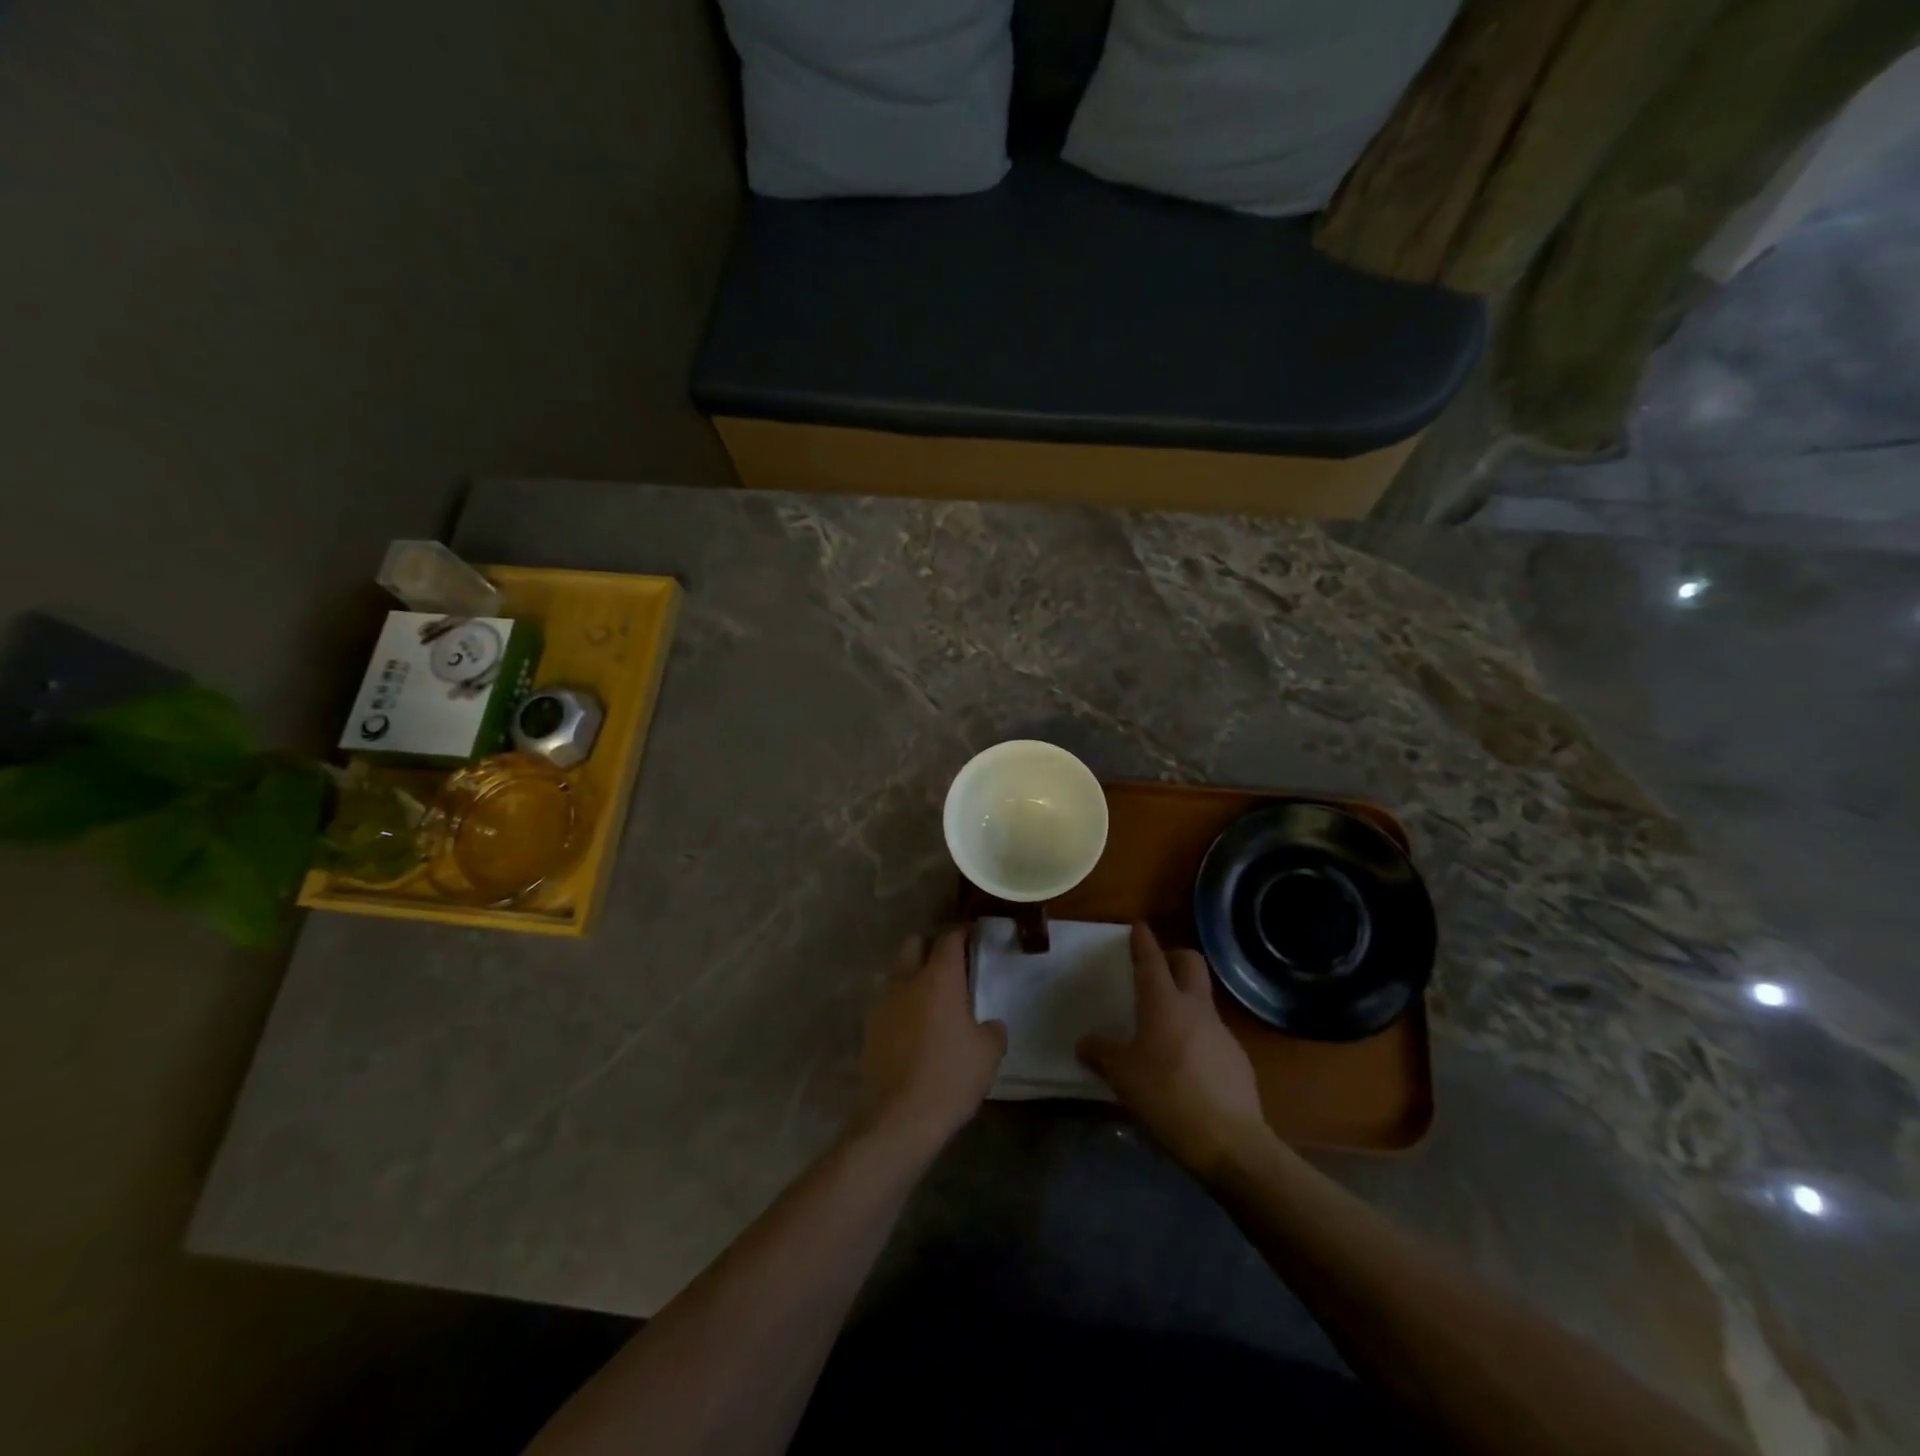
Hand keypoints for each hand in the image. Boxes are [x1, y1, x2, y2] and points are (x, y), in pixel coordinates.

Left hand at [852, 928, 1005, 1157]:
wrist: (898, 1118)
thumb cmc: (950, 1077)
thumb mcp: (988, 1053)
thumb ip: (992, 1029)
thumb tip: (990, 1024)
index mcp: (939, 978)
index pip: (949, 938)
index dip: (961, 933)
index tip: (972, 935)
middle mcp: (906, 980)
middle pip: (914, 944)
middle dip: (930, 945)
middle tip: (950, 964)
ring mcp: (883, 1003)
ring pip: (897, 972)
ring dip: (912, 975)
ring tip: (931, 997)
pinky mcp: (868, 1028)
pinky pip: (888, 1002)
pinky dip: (901, 1003)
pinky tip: (914, 1026)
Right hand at [1078, 923, 1269, 1180]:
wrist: (1231, 1143)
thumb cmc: (1167, 1097)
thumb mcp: (1123, 1077)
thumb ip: (1101, 1053)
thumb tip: (1085, 1042)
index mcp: (1164, 1004)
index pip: (1152, 960)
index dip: (1143, 941)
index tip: (1138, 926)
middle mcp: (1196, 1008)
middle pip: (1191, 963)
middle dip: (1174, 957)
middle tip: (1156, 971)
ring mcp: (1222, 1032)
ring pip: (1203, 1000)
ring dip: (1185, 1002)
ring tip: (1163, 1030)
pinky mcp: (1237, 1059)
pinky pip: (1212, 1035)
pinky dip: (1196, 1038)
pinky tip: (1185, 1069)